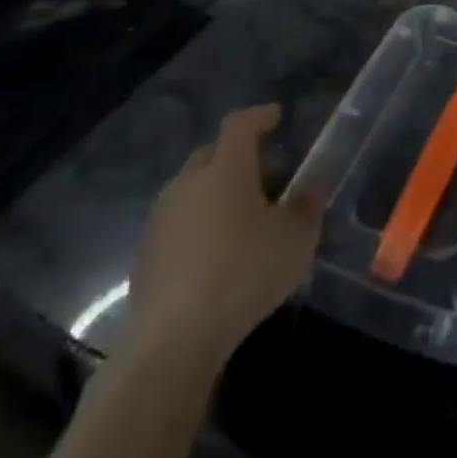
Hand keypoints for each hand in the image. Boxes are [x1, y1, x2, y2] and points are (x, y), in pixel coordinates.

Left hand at [125, 104, 320, 365]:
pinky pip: (177, 222)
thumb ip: (307, 206)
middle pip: (212, 153)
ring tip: (240, 218)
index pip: (240, 123)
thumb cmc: (243, 274)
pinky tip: (214, 253)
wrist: (172, 340)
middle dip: (237, 155)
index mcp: (226, 168)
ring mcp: (161, 218)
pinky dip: (197, 224)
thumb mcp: (295, 239)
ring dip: (215, 192)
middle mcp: (188, 182)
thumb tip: (312, 187)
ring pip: (192, 188)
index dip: (259, 116)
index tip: (276, 117)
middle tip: (264, 175)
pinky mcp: (144, 254)